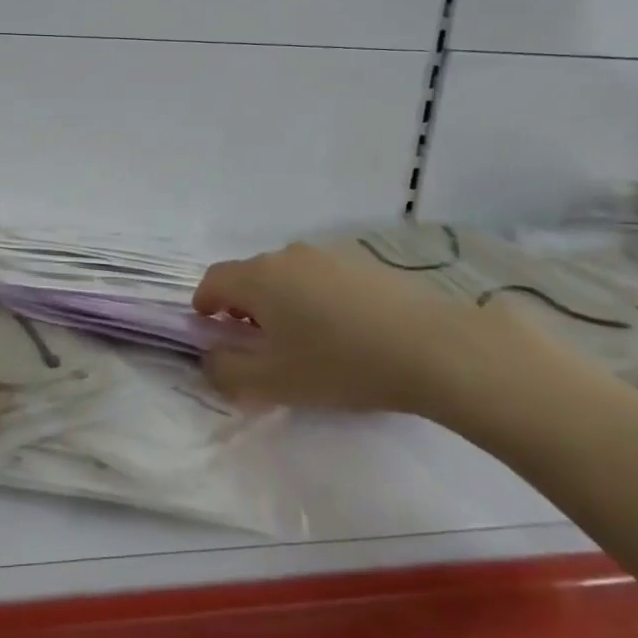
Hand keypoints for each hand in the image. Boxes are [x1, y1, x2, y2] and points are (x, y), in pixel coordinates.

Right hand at [193, 240, 528, 417]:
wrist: (432, 347)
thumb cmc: (340, 364)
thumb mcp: (273, 383)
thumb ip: (226, 372)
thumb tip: (210, 359)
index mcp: (259, 277)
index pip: (213, 280)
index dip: (204, 306)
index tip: (212, 333)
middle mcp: (288, 255)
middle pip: (250, 276)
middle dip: (244, 309)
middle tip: (258, 346)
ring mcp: (329, 255)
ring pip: (288, 277)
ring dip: (281, 304)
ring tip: (304, 343)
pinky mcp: (364, 263)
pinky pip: (322, 279)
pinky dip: (315, 301)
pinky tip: (343, 334)